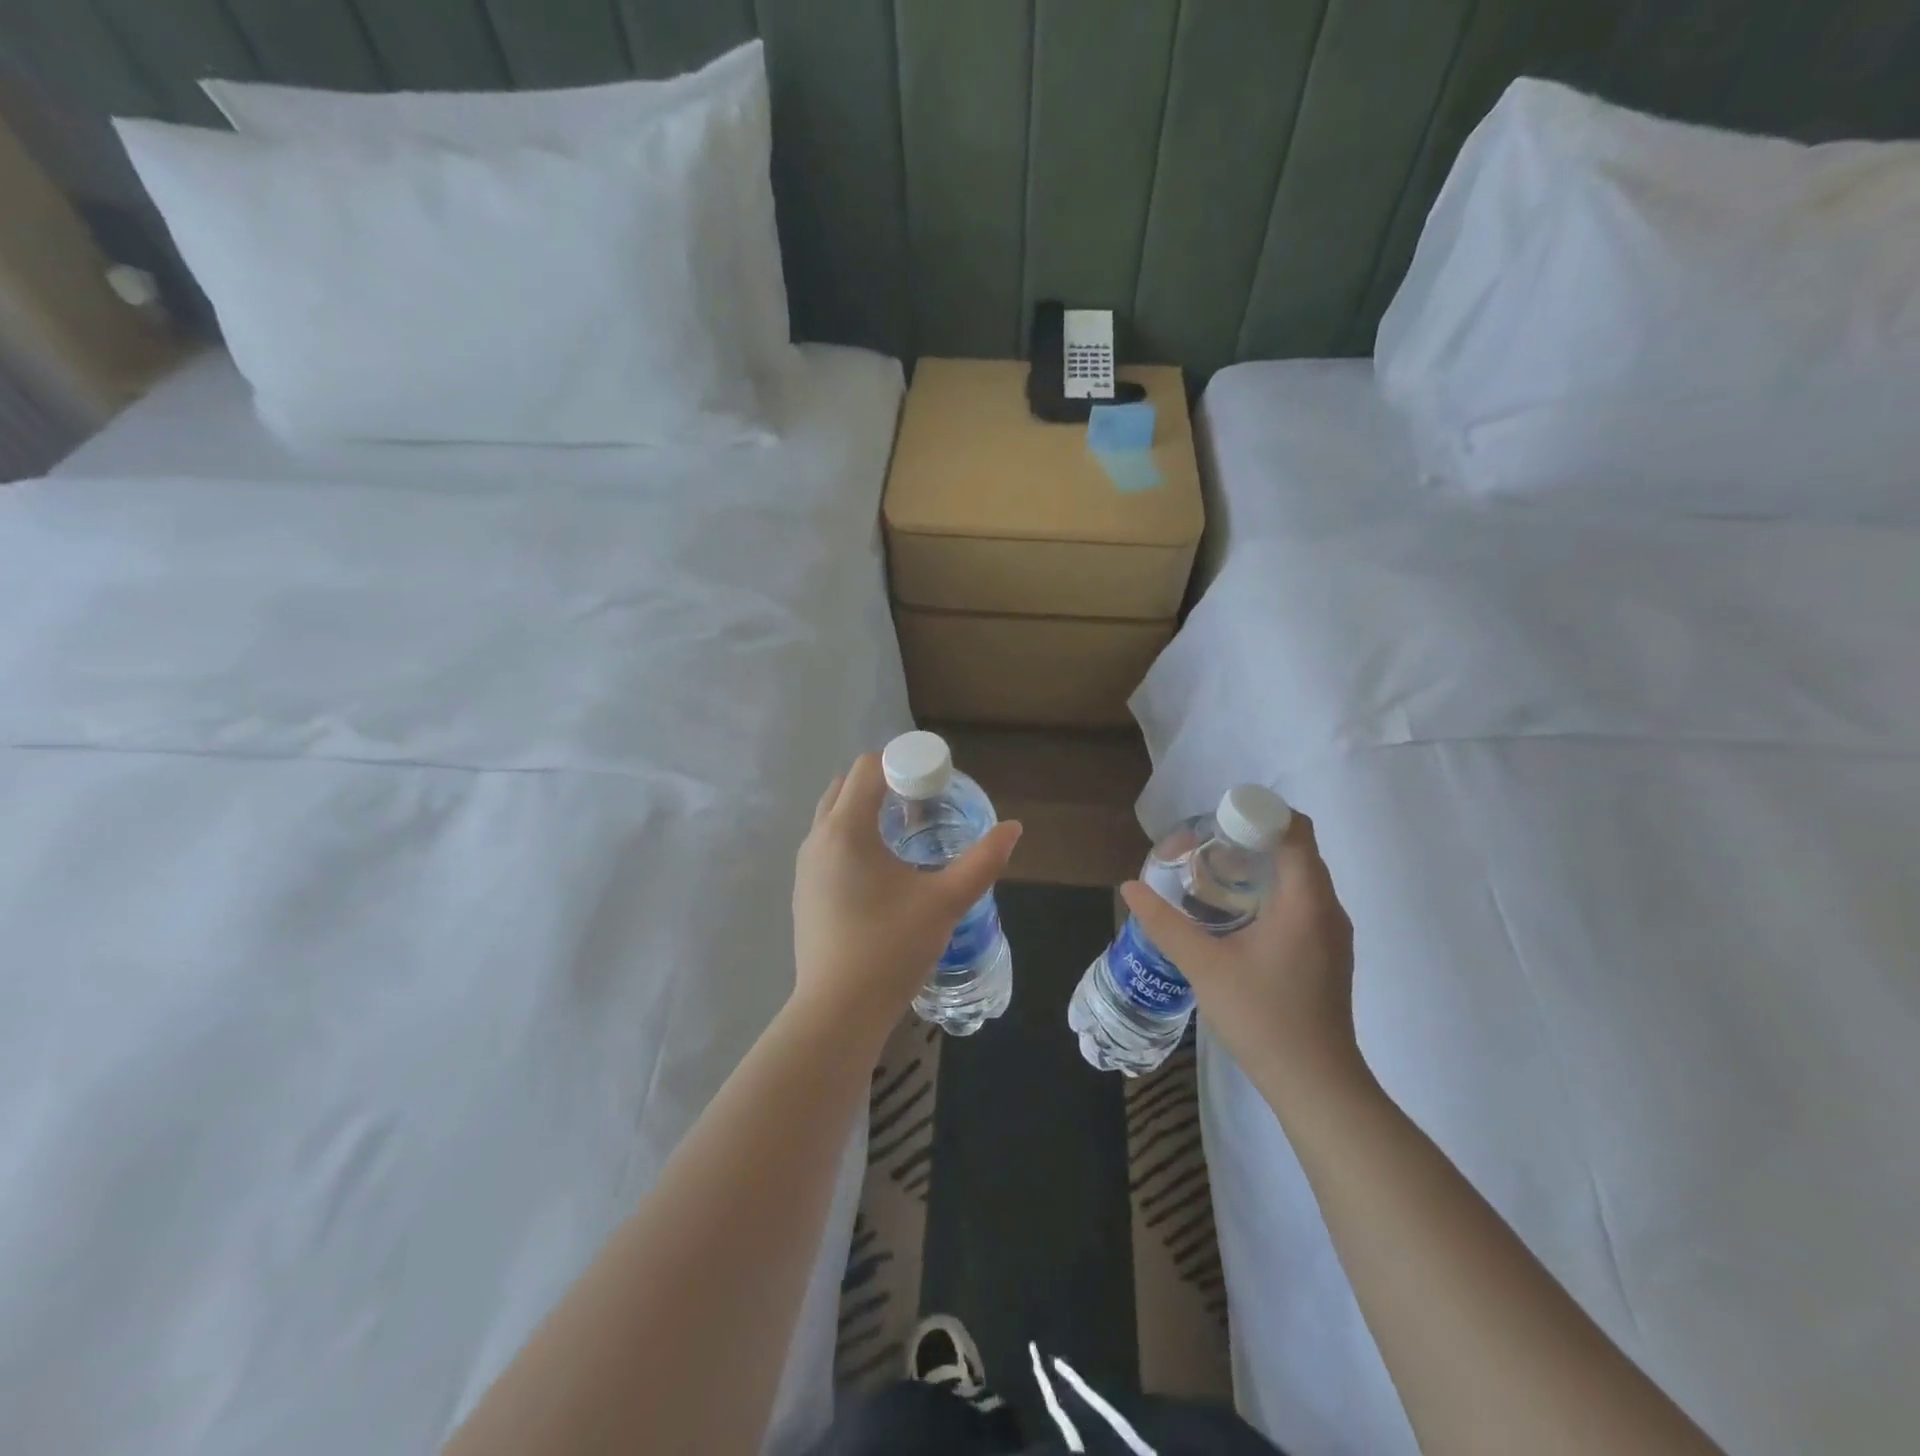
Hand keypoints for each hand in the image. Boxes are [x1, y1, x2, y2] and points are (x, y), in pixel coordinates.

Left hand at [792, 753, 1021, 1048]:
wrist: (837, 1012)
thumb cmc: (891, 949)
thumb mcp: (945, 902)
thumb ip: (982, 861)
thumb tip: (1013, 829)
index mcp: (846, 829)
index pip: (868, 767)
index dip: (903, 762)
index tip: (936, 780)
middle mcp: (817, 838)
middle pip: (847, 784)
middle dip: (885, 780)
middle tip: (924, 800)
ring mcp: (804, 865)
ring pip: (834, 813)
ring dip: (866, 807)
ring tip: (907, 830)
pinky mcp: (803, 890)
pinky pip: (828, 841)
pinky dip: (853, 833)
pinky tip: (882, 866)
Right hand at [1120, 811, 1361, 1105]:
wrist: (1315, 1084)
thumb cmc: (1263, 1017)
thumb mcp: (1204, 966)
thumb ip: (1165, 923)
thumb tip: (1129, 886)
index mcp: (1306, 901)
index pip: (1294, 829)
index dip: (1257, 815)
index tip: (1215, 825)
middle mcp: (1327, 908)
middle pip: (1296, 849)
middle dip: (1250, 839)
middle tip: (1204, 849)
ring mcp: (1332, 933)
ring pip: (1299, 877)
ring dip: (1260, 866)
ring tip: (1213, 878)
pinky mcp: (1327, 953)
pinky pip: (1302, 902)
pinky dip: (1271, 892)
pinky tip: (1236, 916)